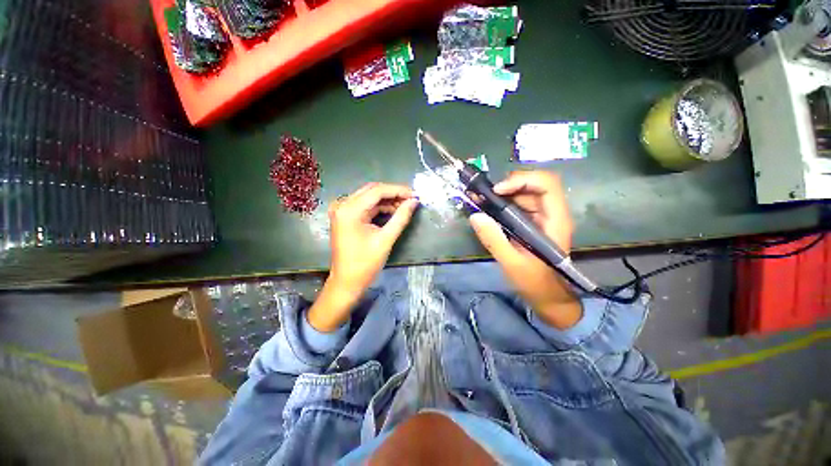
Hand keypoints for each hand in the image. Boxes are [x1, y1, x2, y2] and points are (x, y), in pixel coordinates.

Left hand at [308, 183, 418, 331]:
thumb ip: (401, 218)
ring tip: (405, 206)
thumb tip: (414, 201)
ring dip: (387, 200)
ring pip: (369, 197)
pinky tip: (393, 211)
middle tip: (411, 200)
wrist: (347, 282)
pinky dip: (380, 207)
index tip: (415, 195)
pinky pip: (365, 206)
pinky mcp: (345, 216)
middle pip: (372, 190)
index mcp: (349, 210)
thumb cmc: (365, 264)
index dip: (398, 190)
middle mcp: (343, 205)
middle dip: (393, 193)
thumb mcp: (385, 240)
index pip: (377, 191)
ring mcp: (342, 210)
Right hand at [469, 171, 581, 328]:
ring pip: (524, 193)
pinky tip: (486, 208)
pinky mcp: (531, 222)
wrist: (547, 295)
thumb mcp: (512, 263)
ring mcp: (541, 217)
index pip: (547, 184)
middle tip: (484, 195)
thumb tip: (476, 216)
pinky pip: (517, 205)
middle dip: (508, 185)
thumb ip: (494, 239)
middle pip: (534, 184)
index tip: (498, 191)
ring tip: (480, 200)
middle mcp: (551, 213)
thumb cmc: (534, 282)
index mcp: (555, 220)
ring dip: (502, 193)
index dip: (522, 180)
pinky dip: (501, 203)